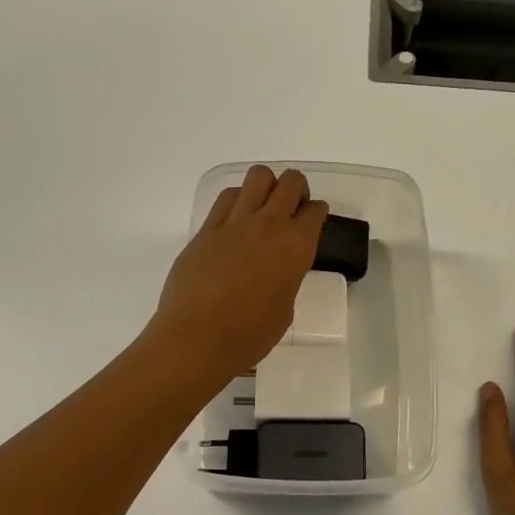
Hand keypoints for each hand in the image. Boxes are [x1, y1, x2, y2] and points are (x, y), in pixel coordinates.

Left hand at [153, 165, 328, 380]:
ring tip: (263, 207)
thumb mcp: (285, 308)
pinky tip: (235, 218)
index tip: (312, 221)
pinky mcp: (207, 228)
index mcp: (296, 247)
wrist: (197, 338)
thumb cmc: (249, 335)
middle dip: (296, 189)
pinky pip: (227, 197)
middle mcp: (270, 225)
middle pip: (291, 182)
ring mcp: (235, 222)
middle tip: (291, 208)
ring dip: (267, 186)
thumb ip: (287, 278)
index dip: (316, 213)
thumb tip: (277, 269)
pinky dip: (237, 199)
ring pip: (258, 177)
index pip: (315, 211)